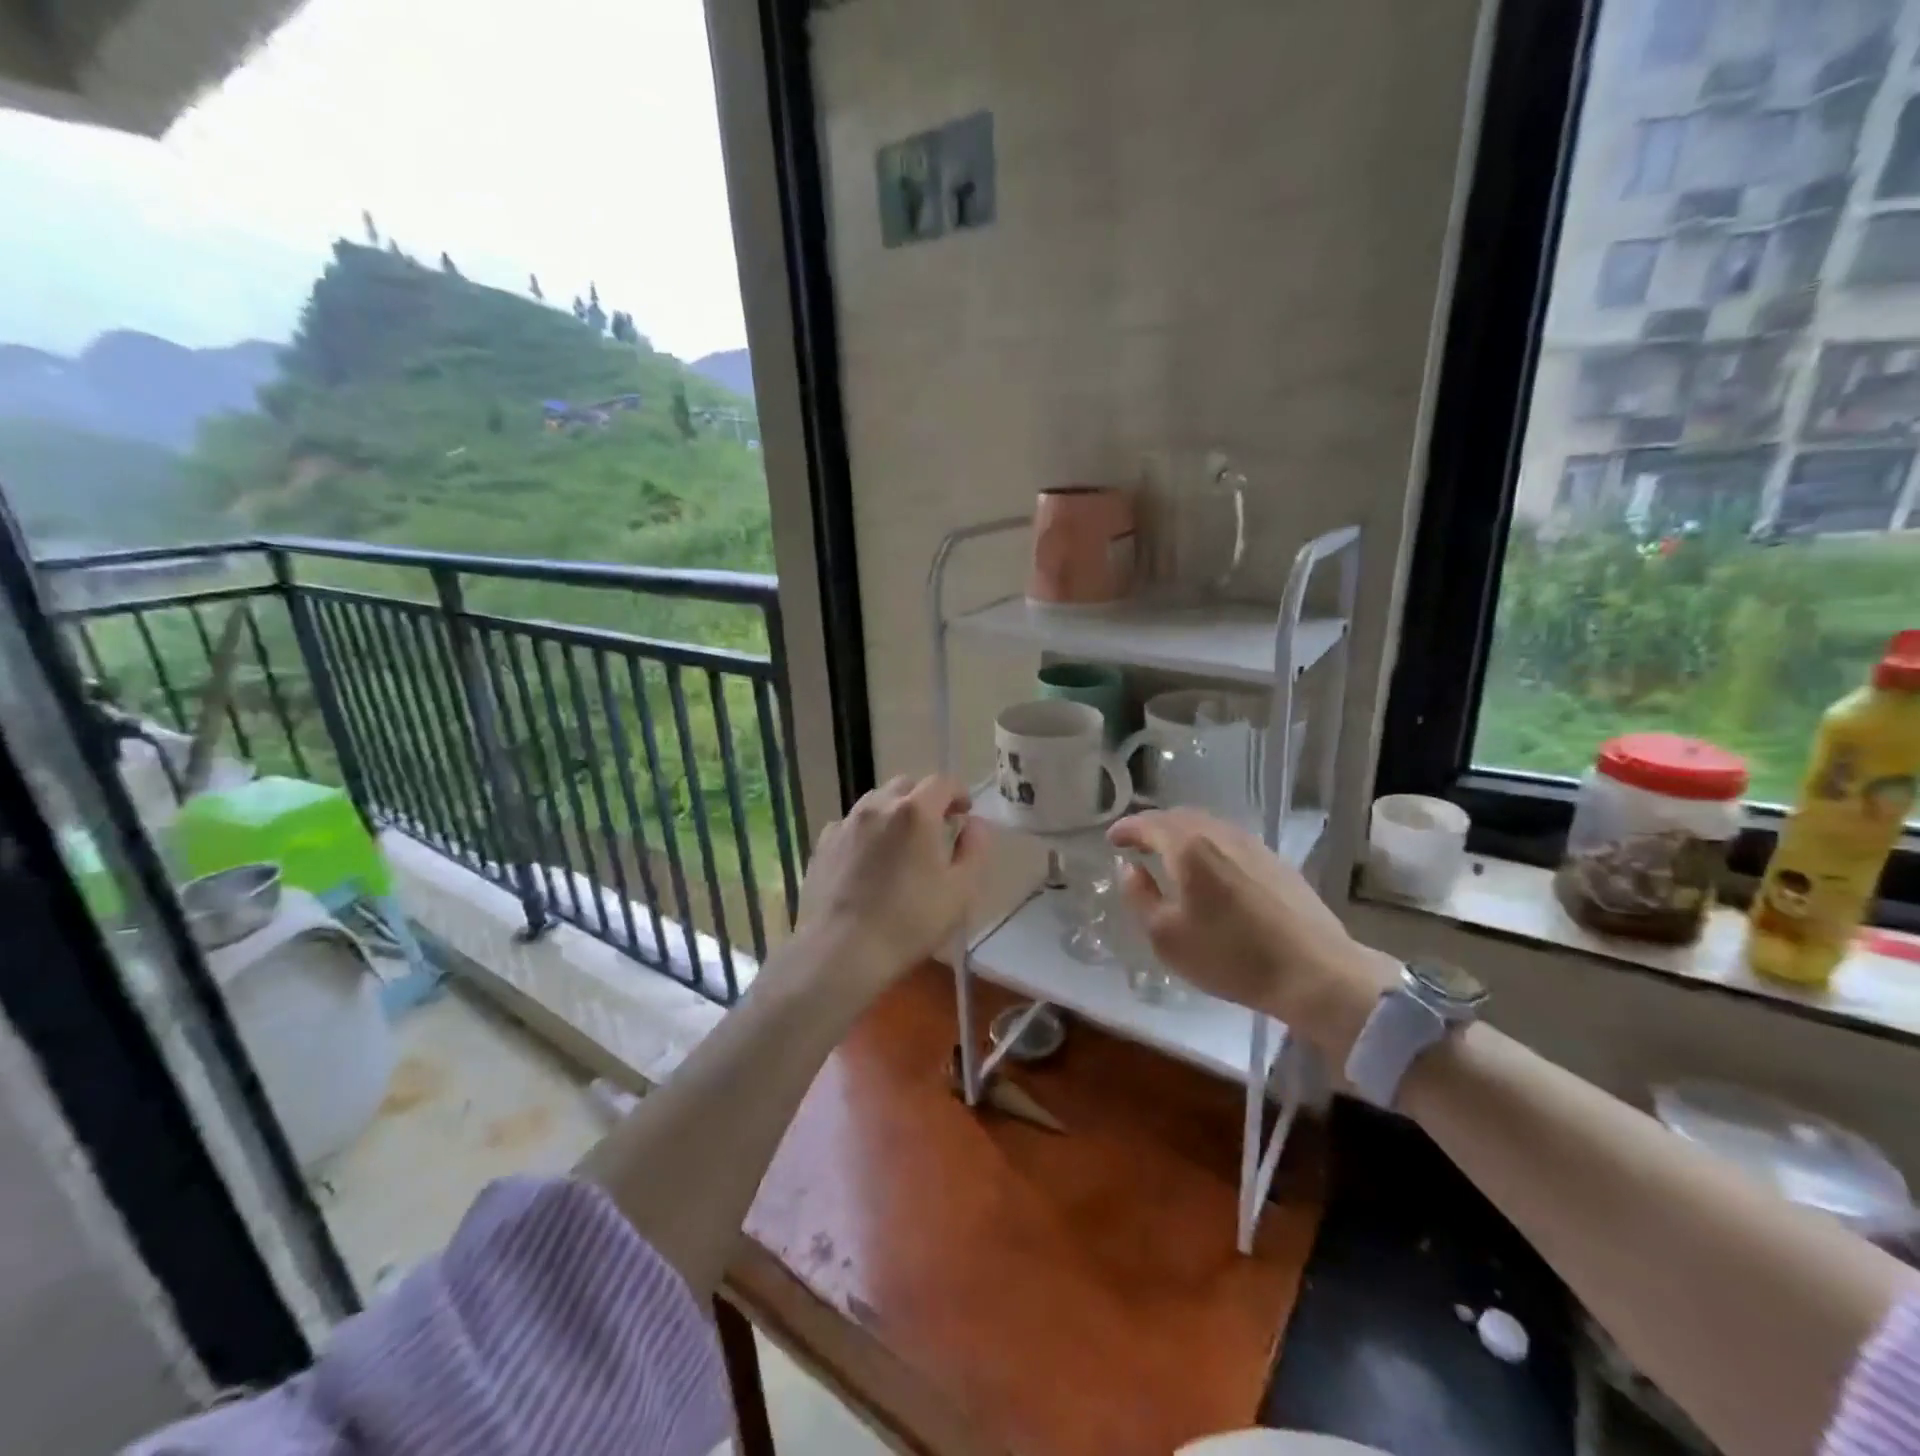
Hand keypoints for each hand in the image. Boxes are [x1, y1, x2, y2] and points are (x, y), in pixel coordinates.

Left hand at [795, 775, 984, 989]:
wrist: (840, 951)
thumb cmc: (908, 922)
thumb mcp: (960, 891)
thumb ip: (975, 849)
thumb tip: (975, 824)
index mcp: (915, 812)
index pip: (942, 782)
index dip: (958, 793)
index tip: (965, 812)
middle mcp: (877, 806)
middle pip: (906, 786)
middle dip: (925, 800)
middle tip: (935, 828)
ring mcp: (845, 823)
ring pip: (875, 802)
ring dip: (894, 812)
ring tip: (901, 842)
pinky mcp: (822, 844)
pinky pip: (850, 824)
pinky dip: (866, 831)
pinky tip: (868, 860)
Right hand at [1107, 808, 1393, 1059]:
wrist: (1315, 972)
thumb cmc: (1231, 956)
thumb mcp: (1166, 936)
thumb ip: (1139, 896)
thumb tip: (1130, 869)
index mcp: (1189, 847)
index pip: (1148, 824)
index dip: (1126, 829)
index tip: (1111, 839)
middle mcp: (1220, 835)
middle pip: (1179, 817)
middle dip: (1153, 826)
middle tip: (1137, 843)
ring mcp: (1253, 845)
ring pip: (1207, 826)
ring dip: (1182, 833)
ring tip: (1169, 853)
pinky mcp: (1276, 861)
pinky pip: (1229, 840)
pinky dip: (1207, 844)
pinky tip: (1209, 867)